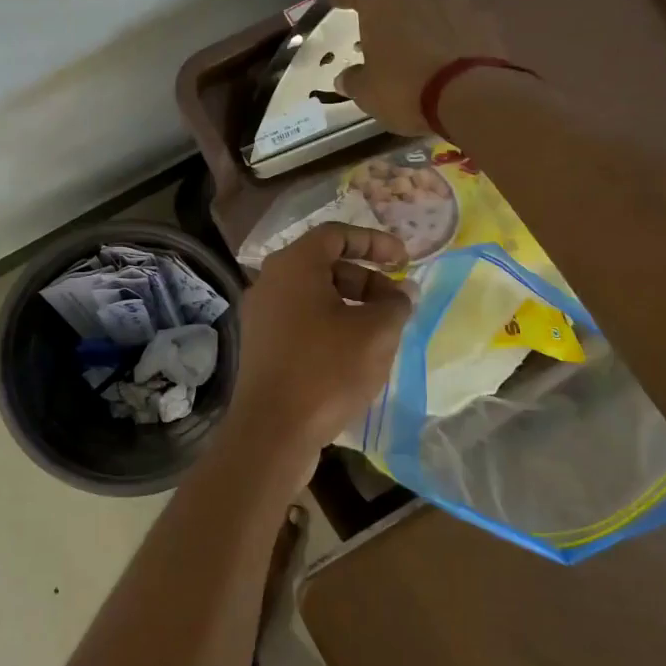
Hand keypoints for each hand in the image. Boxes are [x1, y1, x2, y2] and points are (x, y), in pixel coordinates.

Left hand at [228, 224, 412, 489]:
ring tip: (382, 332)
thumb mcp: (376, 333)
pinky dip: (330, 324)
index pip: (336, 235)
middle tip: (397, 305)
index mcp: (293, 265)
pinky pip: (301, 320)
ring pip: (313, 295)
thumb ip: (395, 304)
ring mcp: (261, 314)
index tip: (404, 260)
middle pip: (324, 265)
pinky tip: (354, 353)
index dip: (374, 242)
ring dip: (351, 304)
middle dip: (367, 279)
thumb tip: (403, 292)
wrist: (272, 431)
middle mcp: (270, 281)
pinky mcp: (260, 345)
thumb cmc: (326, 370)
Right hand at [335, 0, 508, 135]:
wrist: (470, 94)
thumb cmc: (405, 89)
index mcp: (380, 1)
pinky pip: (462, 8)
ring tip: (420, 7)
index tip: (337, 1)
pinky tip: (451, 33)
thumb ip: (354, 80)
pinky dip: (453, 17)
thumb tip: (344, 78)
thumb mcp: (368, 93)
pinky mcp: (482, 16)